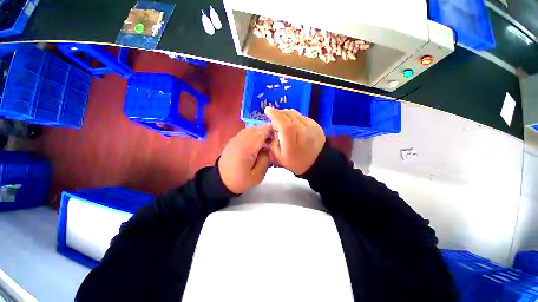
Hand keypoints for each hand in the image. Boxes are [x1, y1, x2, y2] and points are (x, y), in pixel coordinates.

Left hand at [218, 125, 272, 193]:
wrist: (221, 181)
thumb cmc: (240, 180)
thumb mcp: (257, 176)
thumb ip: (265, 160)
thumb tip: (267, 148)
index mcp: (246, 149)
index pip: (261, 133)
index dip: (271, 132)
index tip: (278, 137)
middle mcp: (240, 140)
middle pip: (256, 129)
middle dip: (266, 131)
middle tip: (274, 139)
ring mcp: (235, 139)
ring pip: (250, 129)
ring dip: (260, 132)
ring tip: (266, 140)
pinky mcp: (233, 140)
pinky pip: (245, 132)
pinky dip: (253, 133)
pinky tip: (257, 141)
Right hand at [265, 107, 324, 174]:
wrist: (317, 163)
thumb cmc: (296, 163)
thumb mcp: (279, 158)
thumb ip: (273, 143)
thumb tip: (273, 127)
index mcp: (293, 146)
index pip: (285, 126)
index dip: (276, 116)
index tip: (267, 110)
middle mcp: (304, 135)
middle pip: (289, 117)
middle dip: (278, 114)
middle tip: (274, 120)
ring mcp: (312, 128)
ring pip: (295, 114)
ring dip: (285, 114)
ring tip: (282, 121)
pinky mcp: (316, 125)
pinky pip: (301, 116)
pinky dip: (293, 117)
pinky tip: (292, 124)